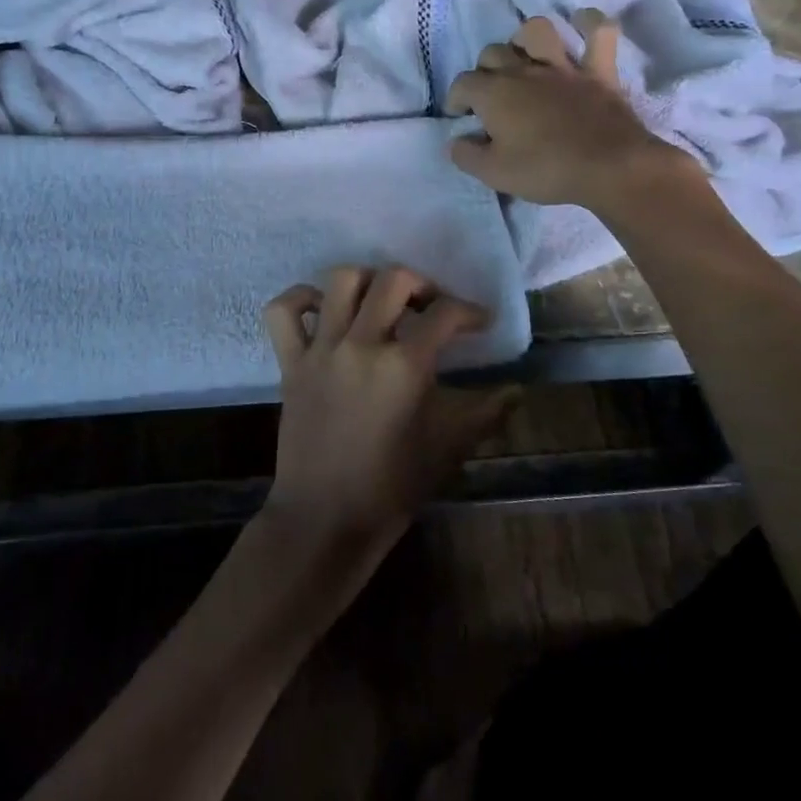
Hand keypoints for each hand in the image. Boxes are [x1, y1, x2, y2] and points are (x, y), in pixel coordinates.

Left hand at [261, 267, 513, 556]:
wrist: (325, 519)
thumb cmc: (391, 487)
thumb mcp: (447, 448)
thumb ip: (485, 414)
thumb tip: (517, 391)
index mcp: (404, 367)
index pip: (444, 314)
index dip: (469, 311)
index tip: (479, 322)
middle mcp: (361, 345)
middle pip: (392, 280)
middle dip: (420, 283)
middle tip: (430, 305)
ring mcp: (321, 350)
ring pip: (340, 282)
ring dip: (367, 281)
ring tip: (381, 301)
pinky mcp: (290, 363)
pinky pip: (283, 311)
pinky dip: (300, 298)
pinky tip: (323, 310)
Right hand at [446, 10, 700, 209]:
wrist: (609, 168)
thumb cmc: (546, 170)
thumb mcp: (493, 174)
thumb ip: (466, 155)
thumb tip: (456, 141)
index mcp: (494, 93)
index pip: (462, 83)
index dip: (456, 98)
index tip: (461, 116)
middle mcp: (524, 70)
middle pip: (493, 53)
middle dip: (484, 70)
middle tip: (490, 96)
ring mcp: (563, 67)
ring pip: (537, 30)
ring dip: (525, 39)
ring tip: (524, 58)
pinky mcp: (599, 71)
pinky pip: (600, 33)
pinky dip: (591, 23)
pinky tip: (581, 22)